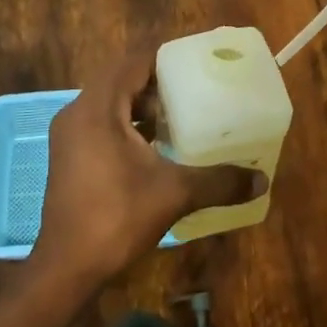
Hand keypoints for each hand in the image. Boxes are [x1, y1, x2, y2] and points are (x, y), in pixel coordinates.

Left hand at [30, 49, 264, 287]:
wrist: (66, 267)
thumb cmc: (116, 217)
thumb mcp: (173, 194)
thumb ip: (218, 181)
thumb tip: (261, 179)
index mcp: (97, 108)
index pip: (131, 63)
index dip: (163, 59)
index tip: (194, 65)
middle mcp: (77, 113)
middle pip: (120, 81)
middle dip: (155, 84)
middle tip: (192, 93)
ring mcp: (69, 136)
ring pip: (109, 104)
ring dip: (141, 107)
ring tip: (179, 119)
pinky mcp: (69, 156)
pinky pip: (101, 124)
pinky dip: (127, 127)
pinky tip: (155, 148)